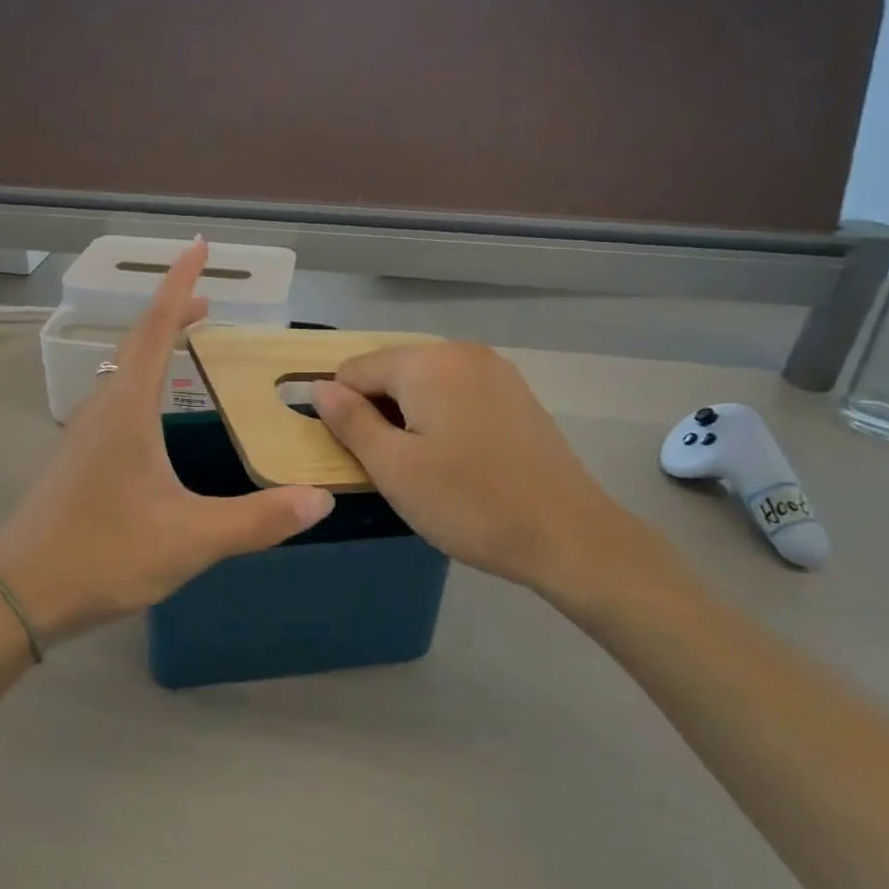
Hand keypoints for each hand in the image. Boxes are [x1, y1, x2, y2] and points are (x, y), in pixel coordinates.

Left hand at [0, 241, 333, 641]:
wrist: (19, 595)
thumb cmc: (104, 555)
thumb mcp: (191, 539)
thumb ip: (257, 520)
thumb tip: (320, 500)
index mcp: (127, 411)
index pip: (156, 329)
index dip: (179, 285)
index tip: (198, 247)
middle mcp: (100, 411)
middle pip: (137, 344)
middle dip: (172, 314)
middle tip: (208, 303)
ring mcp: (81, 436)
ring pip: (121, 374)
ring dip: (154, 349)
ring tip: (185, 345)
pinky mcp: (75, 462)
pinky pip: (113, 402)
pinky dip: (142, 384)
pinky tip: (153, 417)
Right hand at [311, 344, 686, 618]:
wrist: (569, 535)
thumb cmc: (469, 503)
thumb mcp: (393, 467)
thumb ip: (350, 421)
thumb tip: (319, 387)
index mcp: (427, 362)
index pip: (353, 371)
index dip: (343, 413)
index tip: (358, 457)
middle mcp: (461, 352)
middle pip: (390, 373)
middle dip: (378, 414)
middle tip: (391, 468)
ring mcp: (494, 371)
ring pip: (423, 386)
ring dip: (408, 419)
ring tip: (424, 469)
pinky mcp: (515, 395)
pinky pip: (456, 395)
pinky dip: (441, 420)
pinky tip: (456, 461)